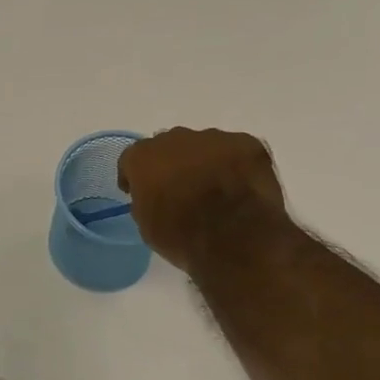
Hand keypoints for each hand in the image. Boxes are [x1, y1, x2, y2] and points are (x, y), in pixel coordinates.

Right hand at [118, 127, 288, 271]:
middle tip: (180, 189)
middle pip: (168, 147)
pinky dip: (236, 165)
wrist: (236, 240)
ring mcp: (214, 138)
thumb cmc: (183, 238)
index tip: (139, 192)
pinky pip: (236, 151)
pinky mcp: (248, 144)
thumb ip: (145, 201)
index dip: (135, 176)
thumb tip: (153, 196)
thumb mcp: (147, 227)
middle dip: (172, 165)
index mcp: (144, 158)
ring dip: (204, 163)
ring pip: (203, 146)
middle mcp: (175, 138)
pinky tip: (241, 187)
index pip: (132, 159)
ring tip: (215, 188)